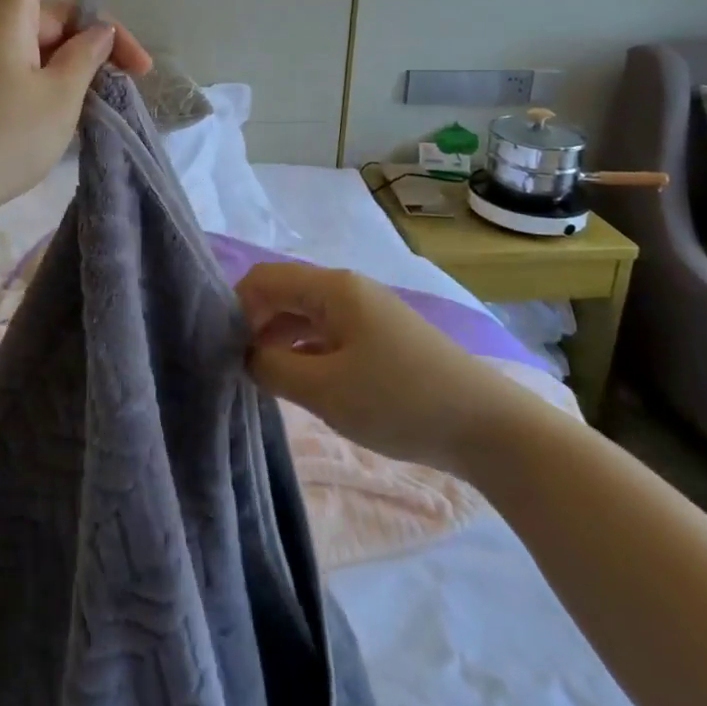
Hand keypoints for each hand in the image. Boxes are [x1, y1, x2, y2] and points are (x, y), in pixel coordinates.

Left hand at [0, 0, 151, 228]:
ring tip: (114, 96)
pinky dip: (57, 78)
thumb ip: (85, 57)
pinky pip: (26, 66)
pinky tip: (79, 110)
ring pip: (42, 42)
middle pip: (51, 6)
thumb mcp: (58, 97)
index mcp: (7, 14)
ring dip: (81, 60)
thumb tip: (99, 32)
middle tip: (137, 73)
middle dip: (99, 31)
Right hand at [237, 262, 536, 473]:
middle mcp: (346, 289)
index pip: (264, 279)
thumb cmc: (399, 400)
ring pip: (305, 315)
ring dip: (279, 340)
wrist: (486, 426)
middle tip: (236, 367)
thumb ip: (272, 368)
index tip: (220, 348)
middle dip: (255, 324)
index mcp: (331, 288)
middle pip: (284, 293)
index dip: (235, 308)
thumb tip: (246, 355)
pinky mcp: (380, 337)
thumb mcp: (325, 390)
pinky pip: (327, 332)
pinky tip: (298, 380)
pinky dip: (305, 350)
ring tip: (261, 378)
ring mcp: (366, 312)